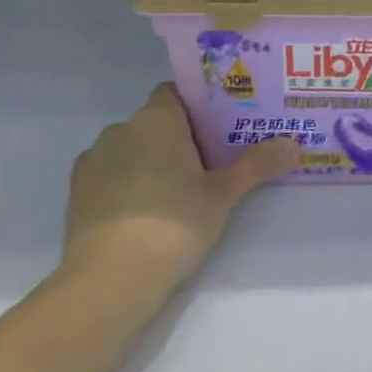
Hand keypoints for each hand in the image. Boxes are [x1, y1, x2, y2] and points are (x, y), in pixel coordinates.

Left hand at [62, 84, 297, 286]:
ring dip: (150, 159)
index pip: (176, 92)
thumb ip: (258, 165)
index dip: (198, 105)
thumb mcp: (224, 195)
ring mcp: (93, 160)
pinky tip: (146, 209)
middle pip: (155, 121)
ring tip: (178, 189)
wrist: (110, 280)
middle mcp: (121, 129)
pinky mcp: (77, 193)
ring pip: (131, 147)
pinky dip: (127, 182)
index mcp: (157, 119)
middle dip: (179, 136)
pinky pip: (110, 173)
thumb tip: (295, 145)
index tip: (220, 125)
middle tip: (211, 160)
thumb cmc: (174, 223)